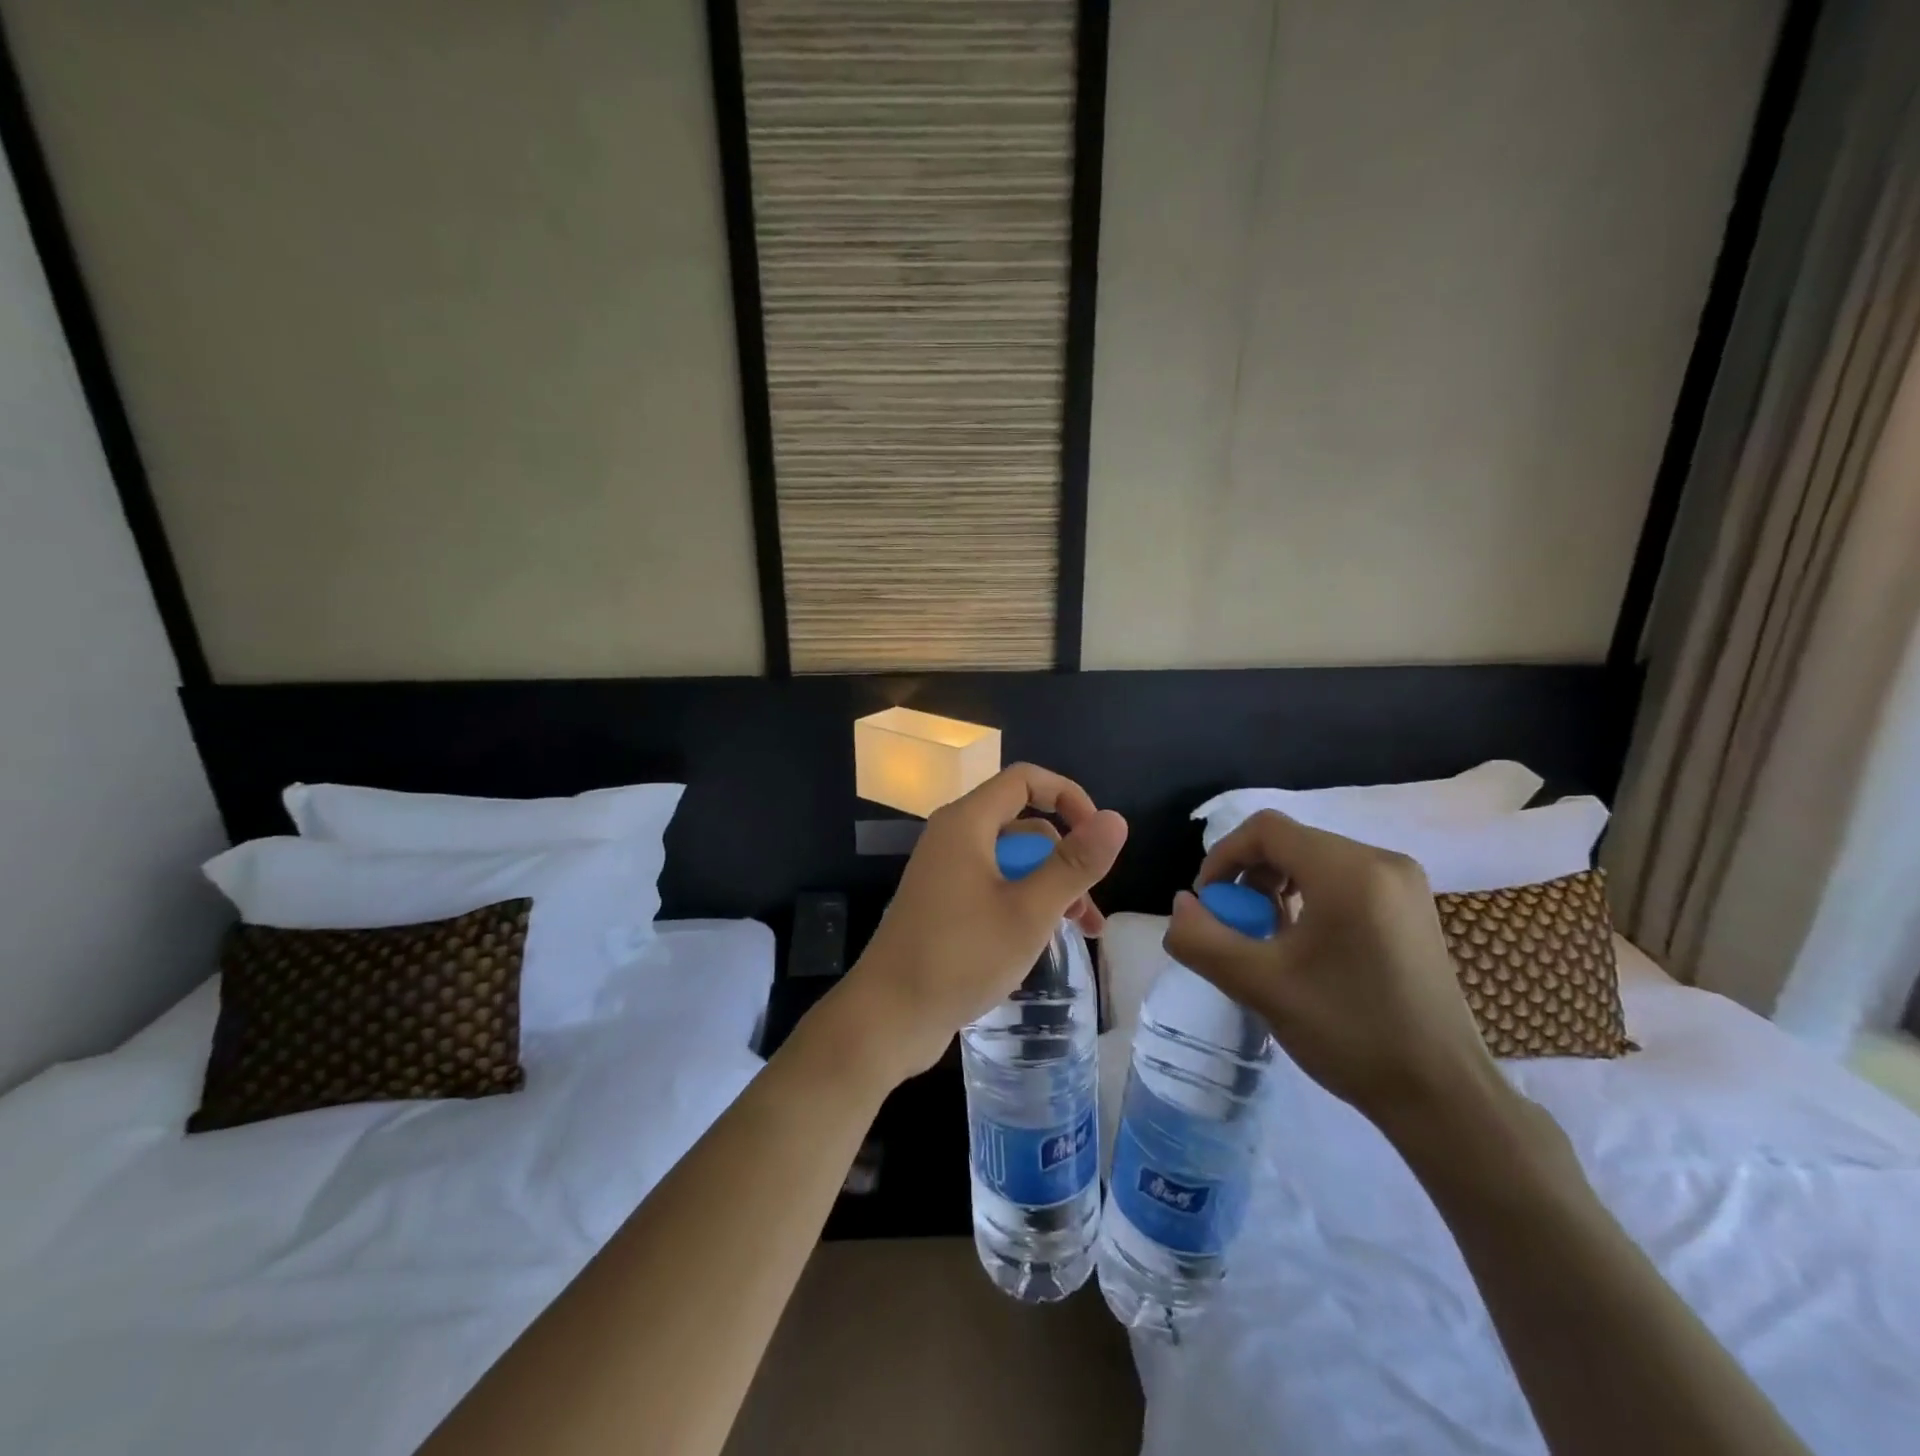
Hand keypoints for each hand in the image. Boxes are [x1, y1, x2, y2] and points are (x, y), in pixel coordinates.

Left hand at [833, 764, 1128, 1084]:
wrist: (888, 1015)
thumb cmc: (960, 957)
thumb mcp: (1029, 912)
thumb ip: (1074, 864)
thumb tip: (1116, 820)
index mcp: (967, 823)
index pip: (1026, 780)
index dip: (1069, 797)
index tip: (1099, 837)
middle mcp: (953, 836)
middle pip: (1022, 824)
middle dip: (1063, 858)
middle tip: (1089, 907)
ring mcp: (945, 871)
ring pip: (1011, 861)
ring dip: (1048, 886)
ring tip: (1080, 931)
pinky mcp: (943, 902)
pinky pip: (992, 885)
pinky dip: (1022, 902)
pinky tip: (1042, 939)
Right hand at [1164, 809, 1496, 1131]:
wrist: (1443, 1096)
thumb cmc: (1350, 1033)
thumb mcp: (1260, 986)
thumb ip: (1203, 938)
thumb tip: (1181, 905)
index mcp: (1349, 871)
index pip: (1266, 830)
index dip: (1223, 857)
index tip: (1209, 905)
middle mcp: (1382, 861)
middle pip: (1291, 842)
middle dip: (1249, 877)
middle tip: (1236, 927)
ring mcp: (1404, 884)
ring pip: (1315, 860)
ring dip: (1276, 889)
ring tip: (1267, 939)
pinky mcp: (1412, 908)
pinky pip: (1343, 880)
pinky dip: (1309, 899)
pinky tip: (1305, 946)